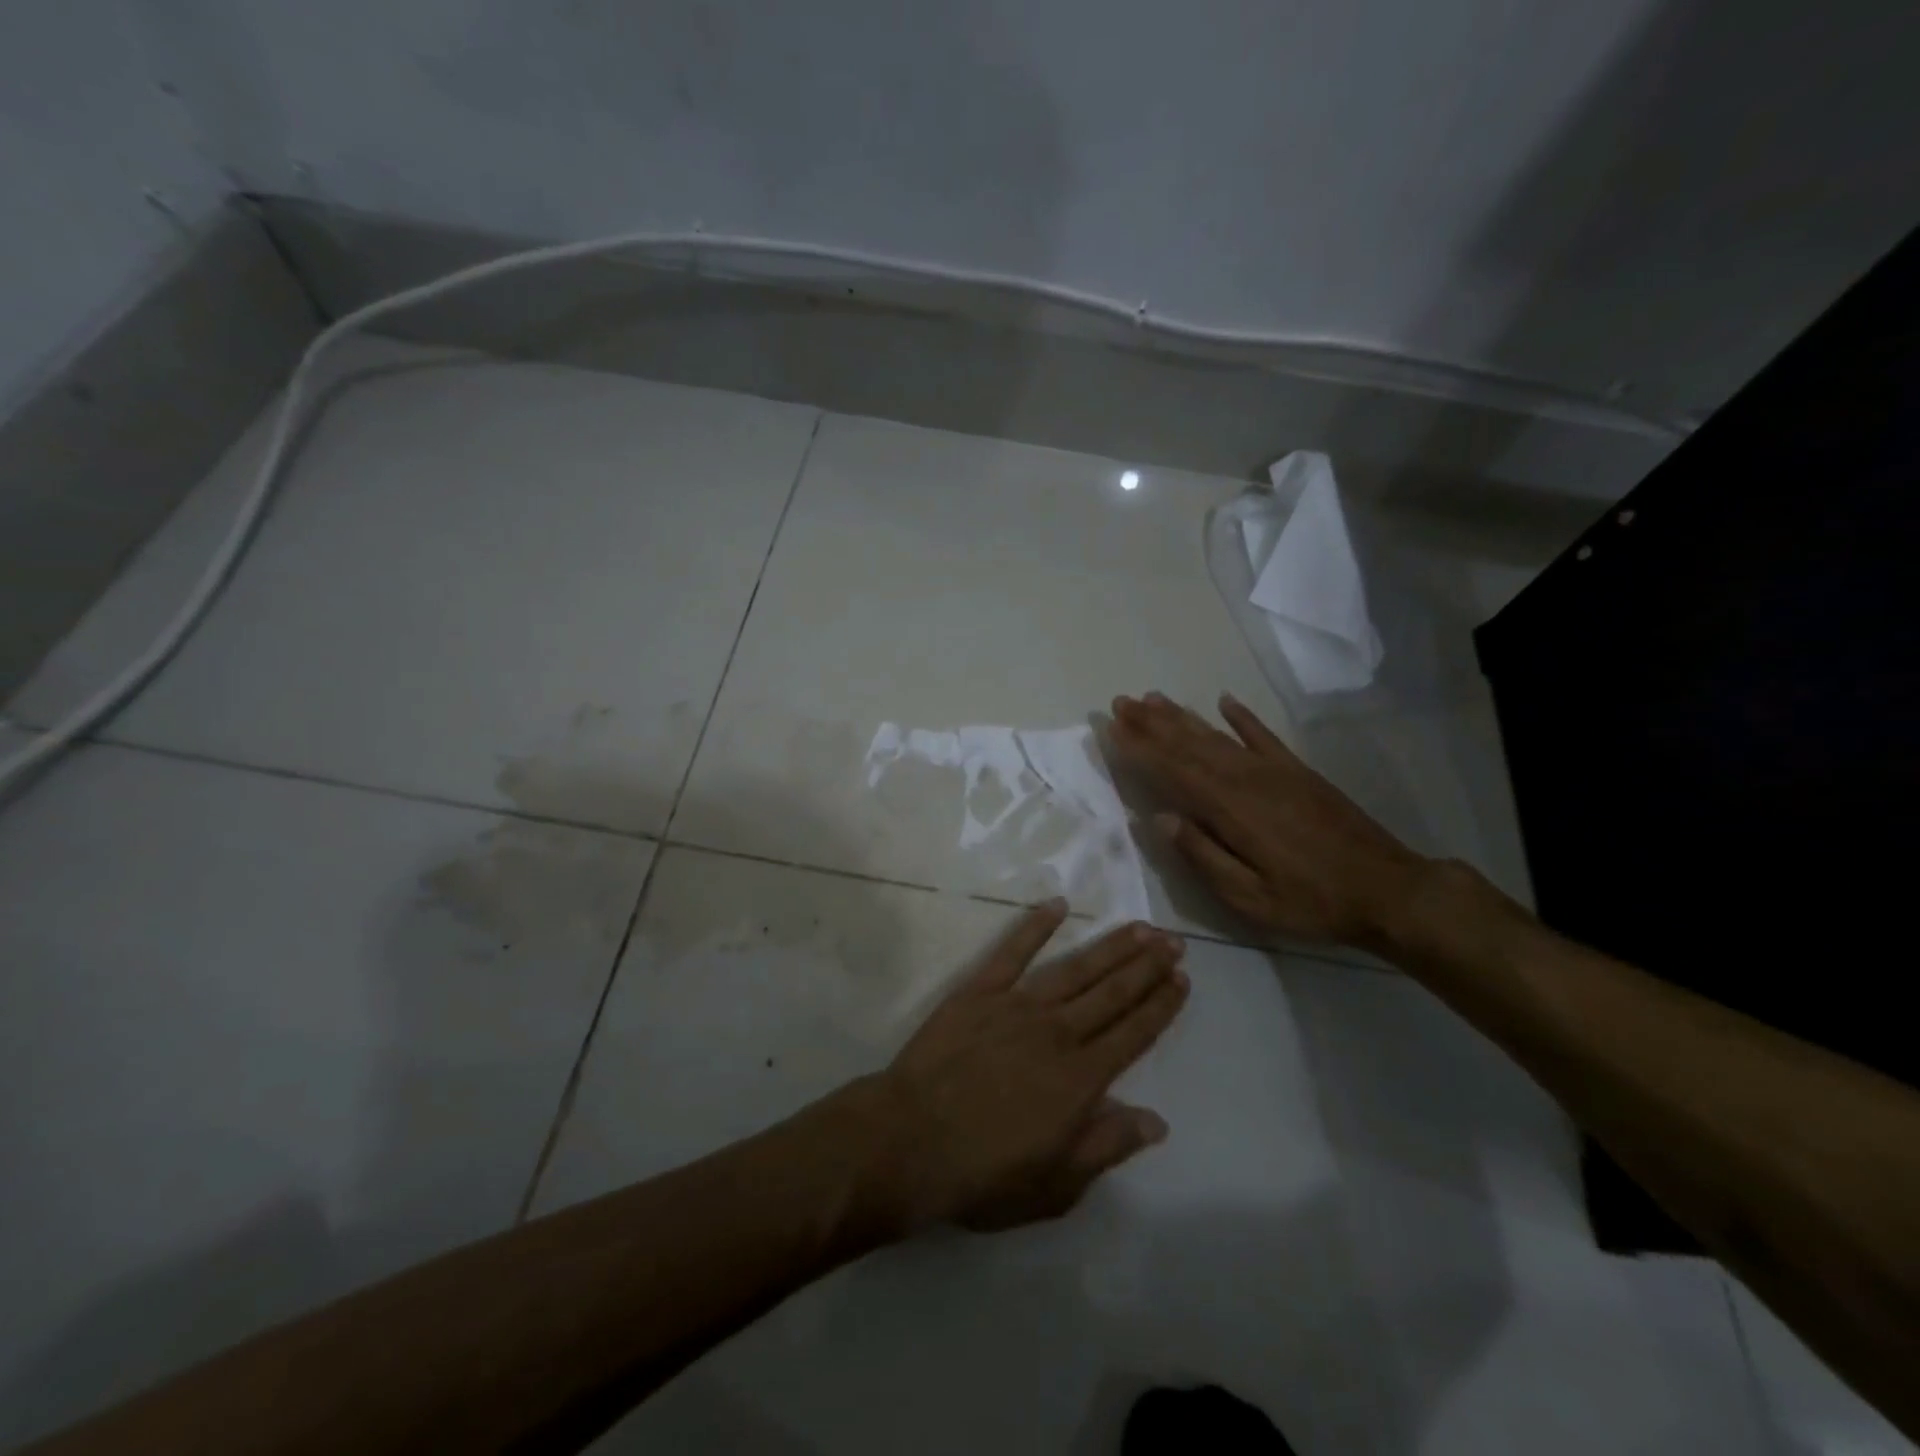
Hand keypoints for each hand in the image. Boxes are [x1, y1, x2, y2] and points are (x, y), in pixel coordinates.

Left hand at [873, 900, 1187, 1232]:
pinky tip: (1057, 904)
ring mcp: (1017, 1006)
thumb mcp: (1056, 1186)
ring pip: (1075, 969)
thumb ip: (1107, 1146)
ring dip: (1110, 946)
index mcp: (1081, 1080)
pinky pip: (1012, 952)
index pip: (1133, 1034)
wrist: (910, 1142)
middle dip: (1147, 967)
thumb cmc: (984, 1174)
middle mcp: (1058, 1033)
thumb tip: (1157, 1121)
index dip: (1161, 1006)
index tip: (1182, 979)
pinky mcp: (979, 992)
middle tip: (1173, 941)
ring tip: (1139, 927)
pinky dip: (1035, 926)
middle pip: (1112, 994)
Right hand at [1108, 691, 1428, 947]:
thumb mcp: (1249, 898)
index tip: (1112, 728)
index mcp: (1231, 809)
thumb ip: (1203, 856)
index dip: (1140, 749)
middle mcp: (1247, 779)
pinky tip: (1224, 700)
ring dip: (1182, 716)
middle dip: (1151, 723)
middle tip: (1120, 702)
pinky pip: (1263, 736)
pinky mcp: (1299, 772)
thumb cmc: (1311, 901)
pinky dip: (1242, 716)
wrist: (1388, 890)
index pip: (1173, 771)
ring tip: (1152, 698)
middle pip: (1190, 744)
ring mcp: (1275, 771)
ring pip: (1218, 735)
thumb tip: (1159, 819)